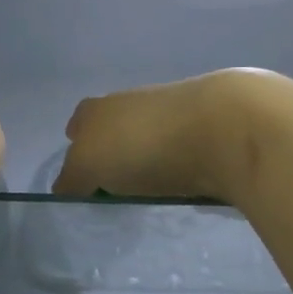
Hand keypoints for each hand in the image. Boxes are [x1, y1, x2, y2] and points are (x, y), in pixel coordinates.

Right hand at [53, 69, 282, 202]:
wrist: (226, 127)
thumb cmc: (145, 144)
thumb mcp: (90, 164)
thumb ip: (72, 177)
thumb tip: (66, 187)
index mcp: (100, 108)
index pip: (79, 124)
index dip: (78, 150)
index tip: (83, 179)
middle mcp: (133, 101)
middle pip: (115, 128)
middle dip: (114, 153)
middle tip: (116, 188)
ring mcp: (175, 111)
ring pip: (151, 138)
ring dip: (149, 159)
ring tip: (151, 192)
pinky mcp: (211, 127)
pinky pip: (184, 149)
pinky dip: (181, 165)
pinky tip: (185, 184)